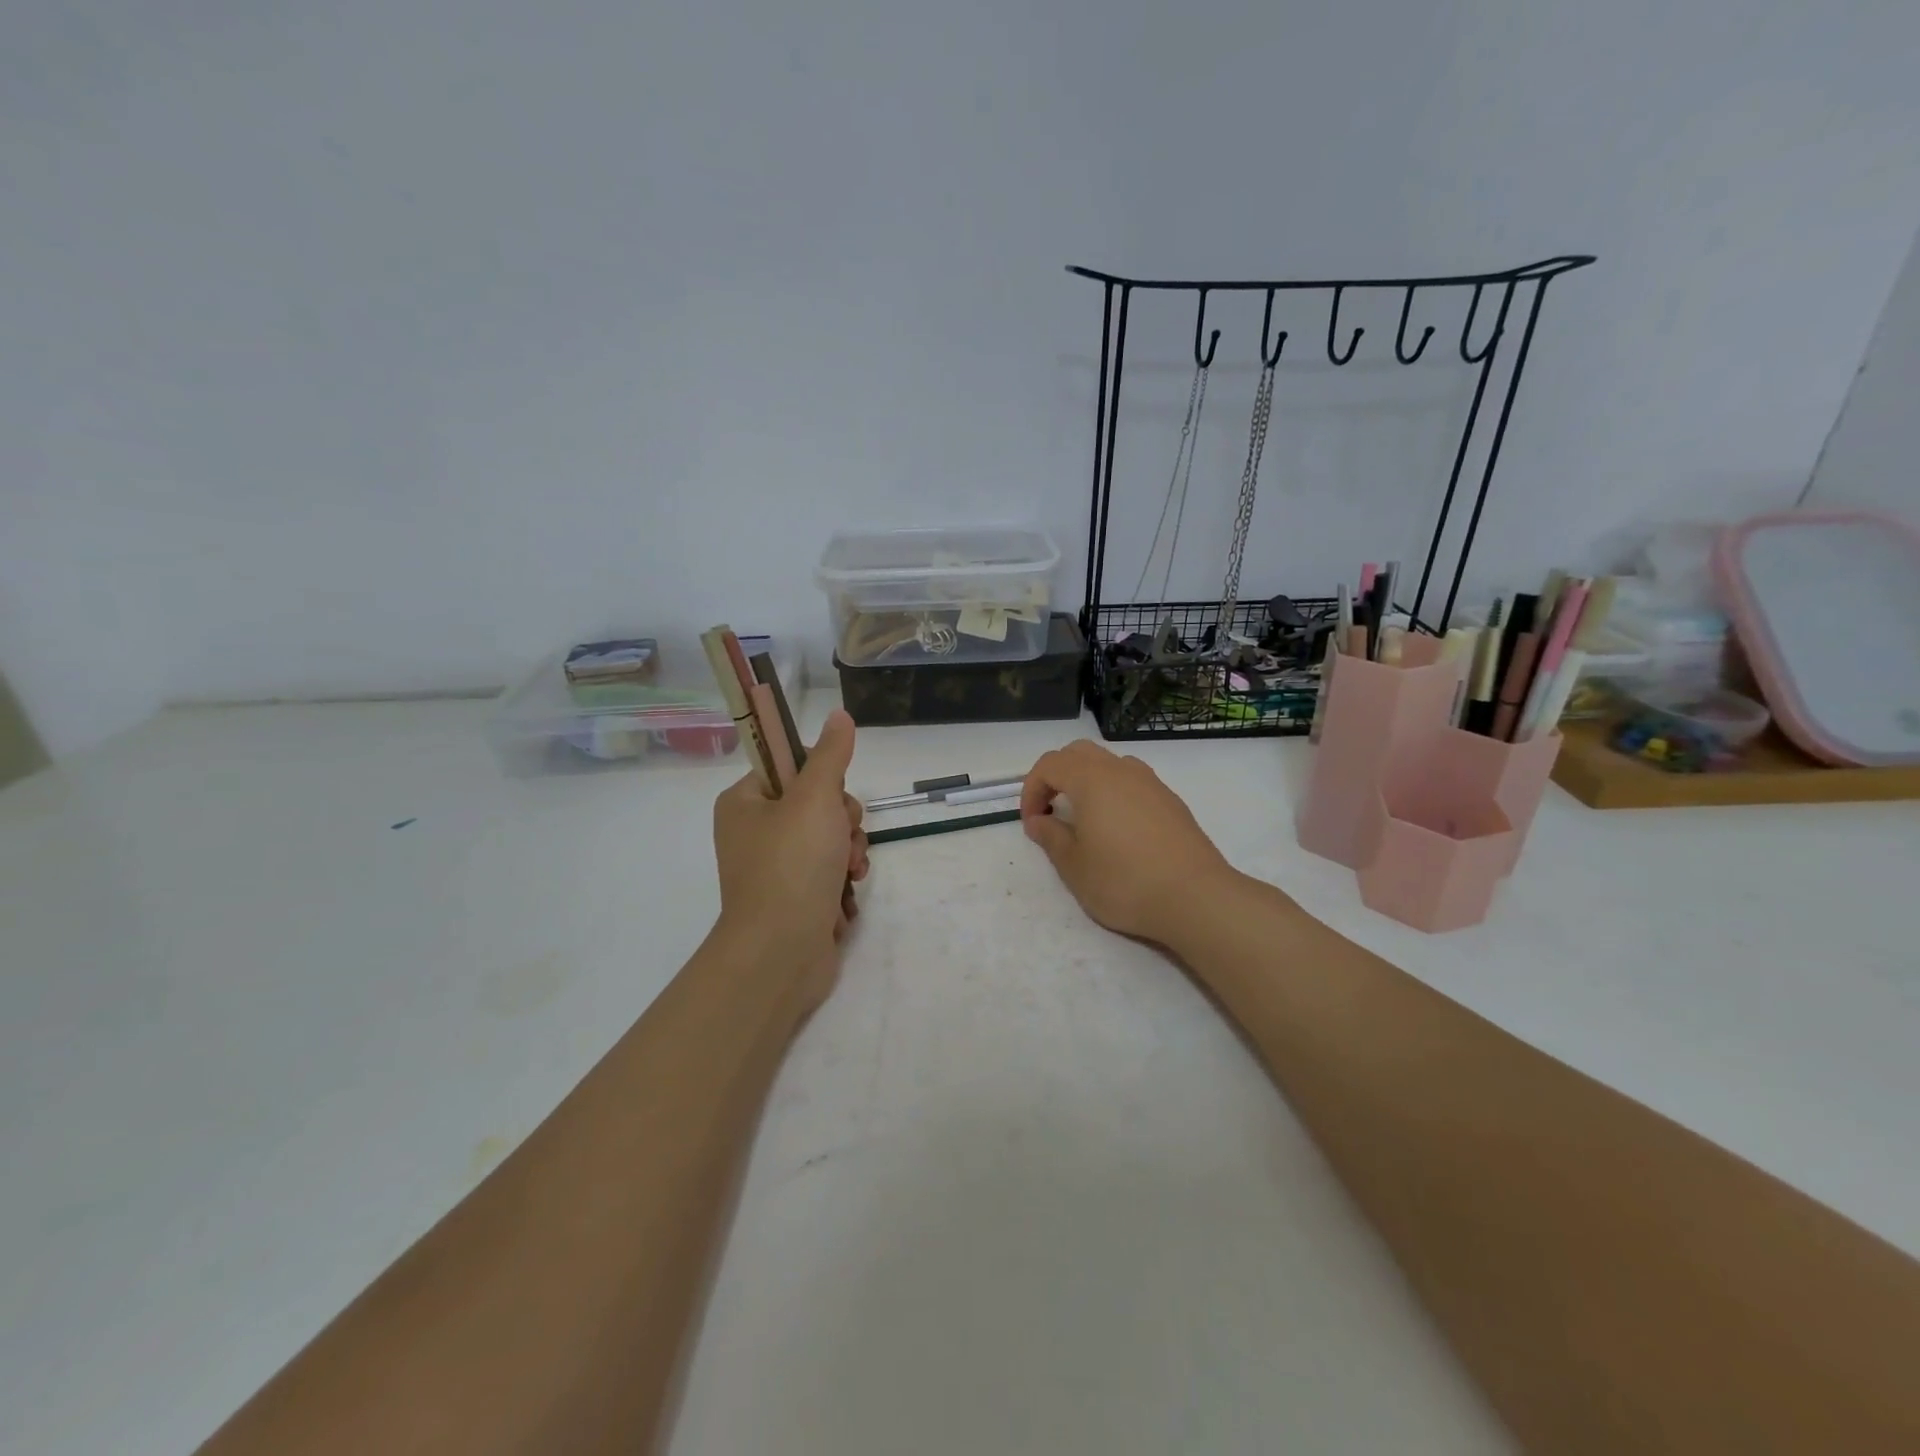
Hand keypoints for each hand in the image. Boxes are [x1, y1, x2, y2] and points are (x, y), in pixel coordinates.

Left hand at [712, 710, 869, 995]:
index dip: (822, 776)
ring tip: (848, 872)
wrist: (781, 954)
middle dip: (843, 820)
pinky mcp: (795, 897)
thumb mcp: (815, 798)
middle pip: (817, 803)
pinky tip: (846, 893)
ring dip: (849, 851)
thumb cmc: (792, 866)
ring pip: (830, 837)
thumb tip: (840, 715)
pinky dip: (842, 879)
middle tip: (843, 838)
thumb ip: (831, 755)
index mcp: (744, 802)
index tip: (833, 795)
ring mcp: (775, 867)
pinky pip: (829, 870)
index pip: (791, 765)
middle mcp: (755, 831)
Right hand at [1020, 739, 1236, 946]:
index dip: (1032, 790)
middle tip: (1051, 810)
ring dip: (1088, 781)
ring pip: (1110, 763)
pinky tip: (1119, 830)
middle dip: (1057, 775)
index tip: (1032, 823)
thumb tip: (1039, 821)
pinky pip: (1133, 782)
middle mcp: (1121, 771)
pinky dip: (1115, 793)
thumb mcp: (1074, 867)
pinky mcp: (1172, 801)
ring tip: (1085, 817)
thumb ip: (1051, 838)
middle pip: (1079, 753)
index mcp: (1092, 779)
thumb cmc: (1125, 881)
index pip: (1050, 765)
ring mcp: (1151, 783)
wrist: (1196, 897)